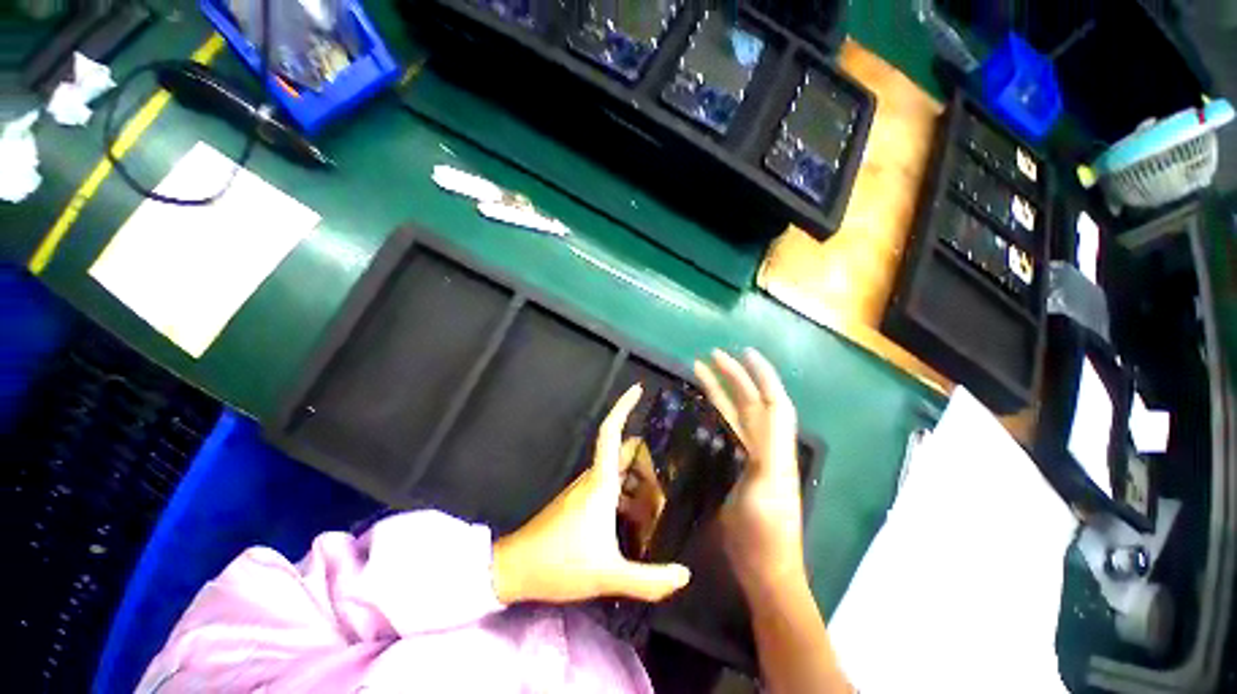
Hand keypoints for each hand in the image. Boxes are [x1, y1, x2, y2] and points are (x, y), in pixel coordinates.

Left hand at [491, 384, 690, 604]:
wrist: (511, 571)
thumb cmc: (558, 566)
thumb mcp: (608, 576)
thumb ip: (649, 581)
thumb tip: (685, 575)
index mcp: (598, 489)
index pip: (611, 437)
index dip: (623, 410)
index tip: (638, 389)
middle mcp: (587, 486)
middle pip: (619, 457)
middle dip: (647, 459)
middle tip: (677, 472)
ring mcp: (577, 499)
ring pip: (613, 477)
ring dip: (638, 482)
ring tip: (666, 501)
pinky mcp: (572, 513)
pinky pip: (605, 494)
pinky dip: (626, 499)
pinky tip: (639, 523)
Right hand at [694, 349, 806, 593]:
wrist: (765, 568)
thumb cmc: (766, 529)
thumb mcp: (769, 482)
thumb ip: (771, 442)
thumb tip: (771, 400)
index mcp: (777, 448)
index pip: (772, 400)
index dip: (760, 374)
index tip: (741, 351)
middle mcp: (769, 451)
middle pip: (753, 406)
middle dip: (735, 379)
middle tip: (709, 357)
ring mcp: (756, 467)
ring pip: (742, 422)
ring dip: (726, 397)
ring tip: (702, 377)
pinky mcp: (742, 483)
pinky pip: (733, 442)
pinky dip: (722, 423)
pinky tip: (709, 420)